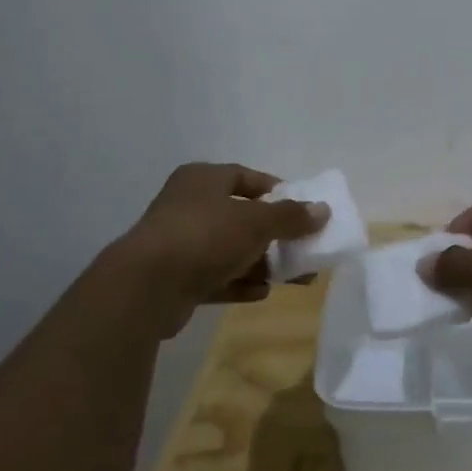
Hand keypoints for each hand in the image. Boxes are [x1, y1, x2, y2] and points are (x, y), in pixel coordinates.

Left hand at [108, 163, 326, 335]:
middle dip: (275, 235)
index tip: (302, 210)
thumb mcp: (256, 222)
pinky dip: (239, 283)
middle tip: (304, 249)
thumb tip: (323, 210)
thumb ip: (291, 217)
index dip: (276, 192)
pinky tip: (262, 293)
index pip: (246, 177)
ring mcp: (180, 243)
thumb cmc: (205, 236)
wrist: (147, 286)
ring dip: (261, 263)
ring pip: (230, 250)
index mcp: (203, 179)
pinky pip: (216, 277)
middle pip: (241, 217)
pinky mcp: (176, 278)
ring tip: (295, 278)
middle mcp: (189, 205)